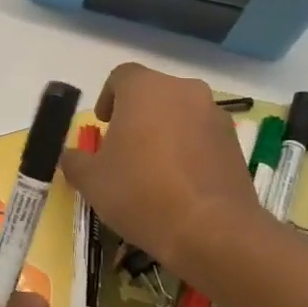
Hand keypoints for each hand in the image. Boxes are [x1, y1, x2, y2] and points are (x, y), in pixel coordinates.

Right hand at [58, 63, 264, 278]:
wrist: (211, 229)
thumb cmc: (140, 192)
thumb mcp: (91, 180)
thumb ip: (75, 161)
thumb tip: (73, 156)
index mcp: (145, 88)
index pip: (121, 76)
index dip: (108, 98)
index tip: (103, 125)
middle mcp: (183, 91)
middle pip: (153, 94)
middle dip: (137, 115)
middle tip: (124, 149)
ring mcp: (214, 115)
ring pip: (181, 114)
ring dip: (165, 132)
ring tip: (153, 170)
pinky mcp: (234, 144)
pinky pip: (202, 137)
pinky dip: (189, 150)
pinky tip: (179, 184)